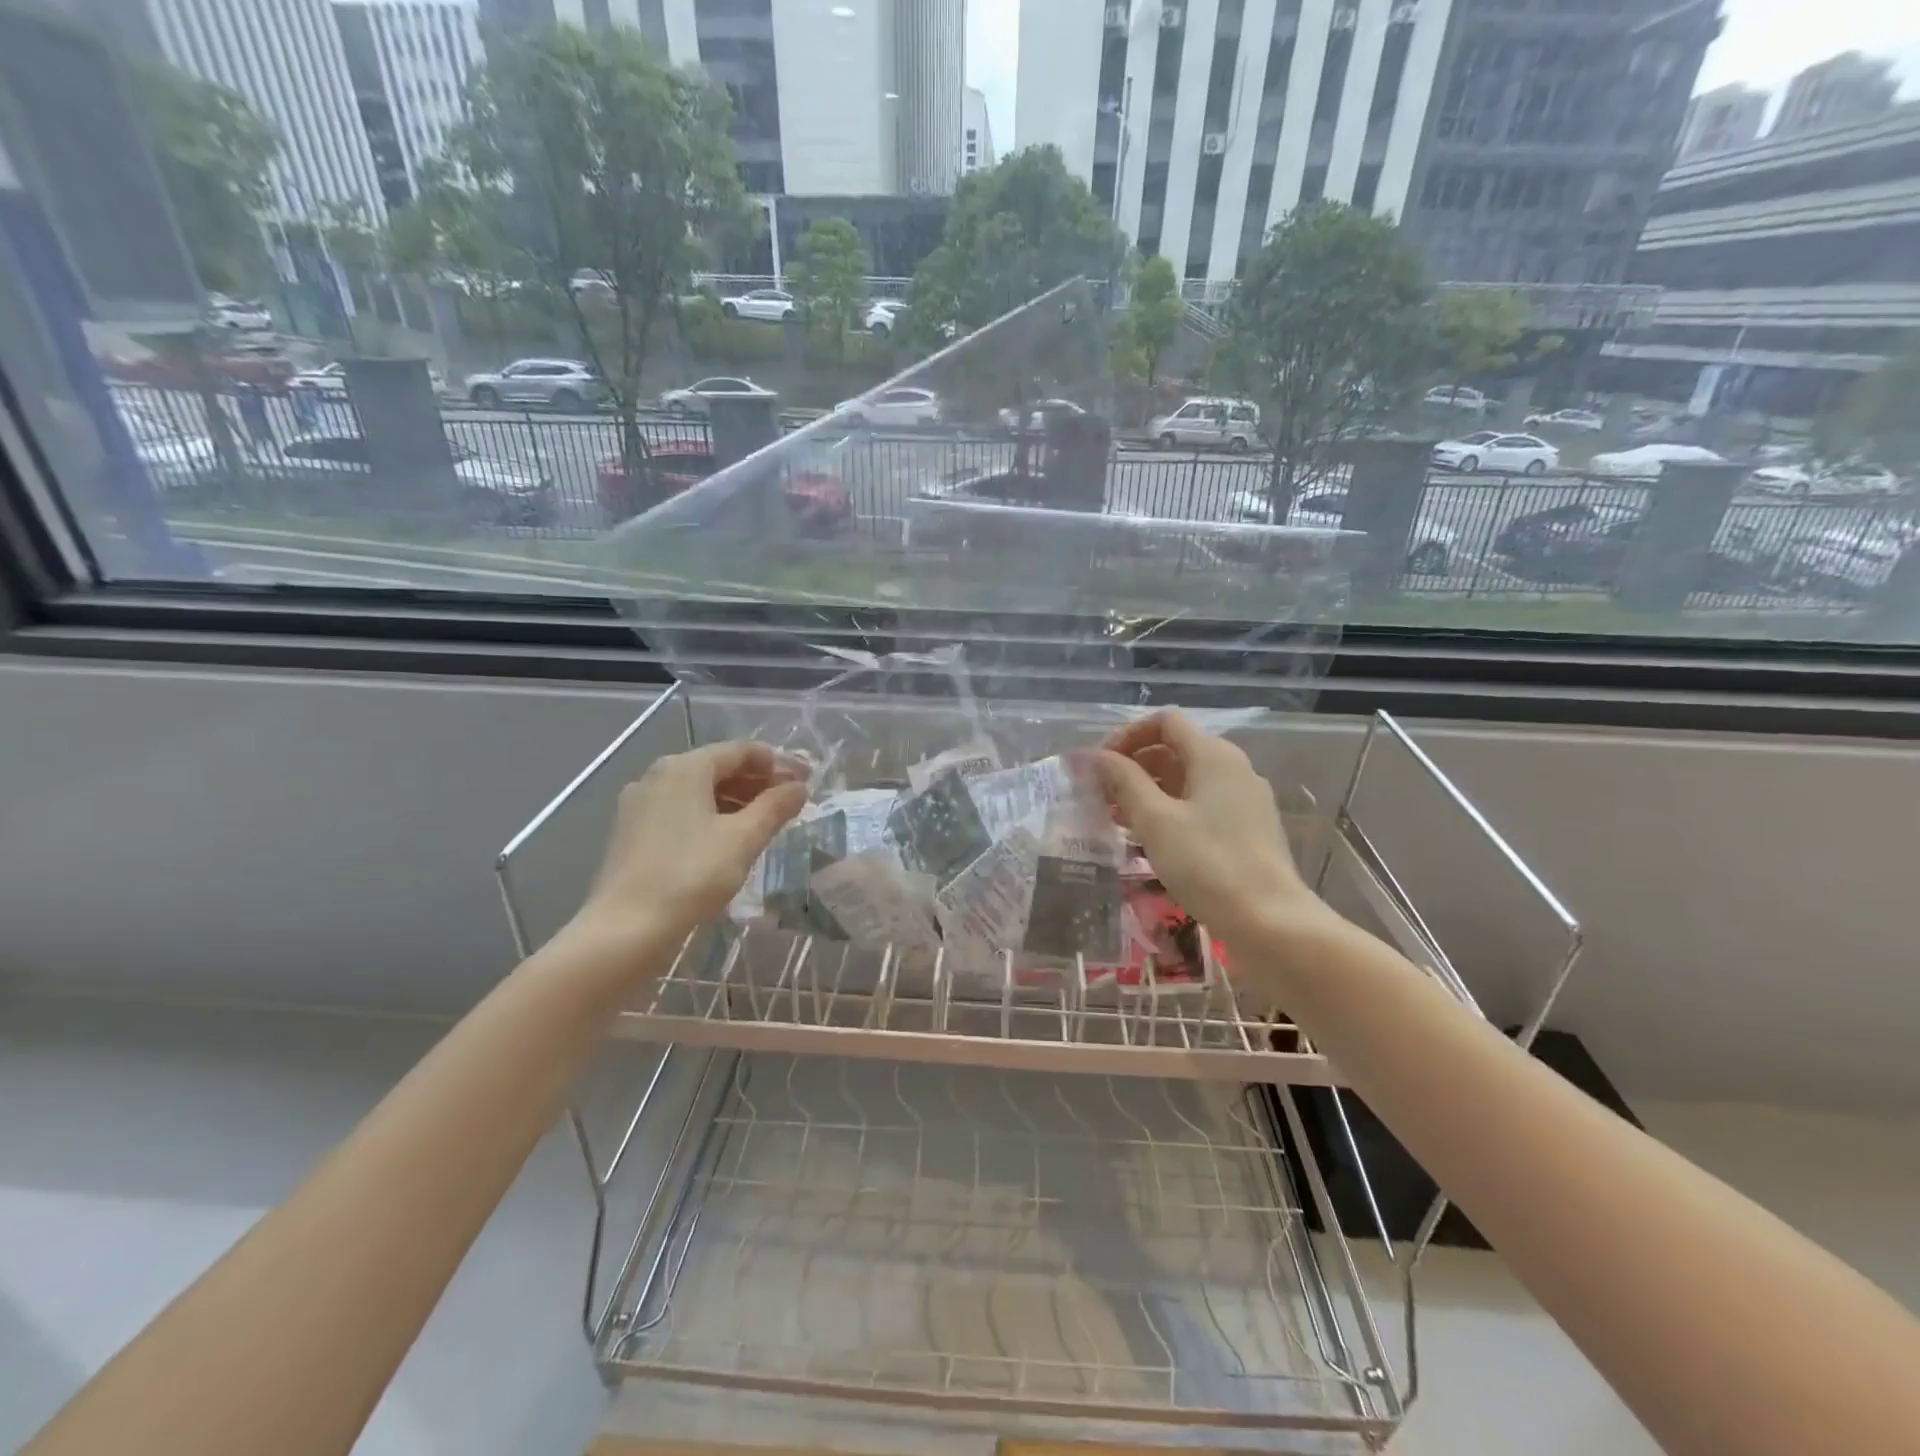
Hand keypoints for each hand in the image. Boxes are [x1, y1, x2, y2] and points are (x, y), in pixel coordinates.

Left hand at [569, 741, 807, 963]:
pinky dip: (711, 816)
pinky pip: (681, 811)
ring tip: (767, 822)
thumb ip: (775, 807)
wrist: (626, 928)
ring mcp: (640, 804)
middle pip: (718, 768)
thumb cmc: (691, 875)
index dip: (778, 763)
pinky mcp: (633, 832)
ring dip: (737, 800)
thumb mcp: (743, 839)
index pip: (740, 751)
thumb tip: (799, 787)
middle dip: (758, 782)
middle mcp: (657, 776)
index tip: (807, 780)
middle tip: (792, 802)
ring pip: (699, 791)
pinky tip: (730, 839)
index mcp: (684, 768)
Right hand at [1091, 711, 1329, 948]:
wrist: (1271, 922)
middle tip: (1102, 796)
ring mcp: (1245, 799)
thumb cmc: (1208, 864)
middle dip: (1134, 766)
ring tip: (1119, 821)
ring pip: (1188, 780)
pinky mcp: (1249, 828)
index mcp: (1213, 755)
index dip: (1127, 735)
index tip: (1100, 766)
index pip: (1165, 722)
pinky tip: (1153, 842)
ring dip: (1150, 791)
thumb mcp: (1155, 820)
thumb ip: (1122, 782)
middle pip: (1175, 749)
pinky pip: (1202, 805)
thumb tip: (1092, 756)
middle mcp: (1234, 768)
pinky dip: (1172, 812)